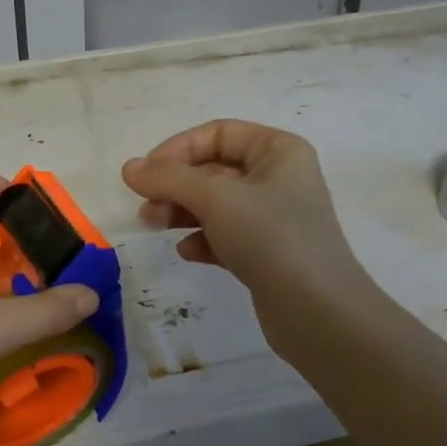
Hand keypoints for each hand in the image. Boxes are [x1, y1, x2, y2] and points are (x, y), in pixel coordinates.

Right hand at [122, 120, 369, 349]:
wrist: (318, 312)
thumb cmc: (270, 238)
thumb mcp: (215, 199)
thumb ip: (168, 178)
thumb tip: (129, 168)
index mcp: (278, 151)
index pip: (218, 133)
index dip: (178, 148)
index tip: (146, 173)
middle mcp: (279, 178)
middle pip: (213, 169)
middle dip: (175, 185)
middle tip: (145, 206)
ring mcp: (274, 218)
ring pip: (216, 204)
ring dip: (181, 211)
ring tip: (154, 226)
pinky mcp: (268, 253)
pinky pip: (226, 235)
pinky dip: (203, 239)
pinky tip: (188, 252)